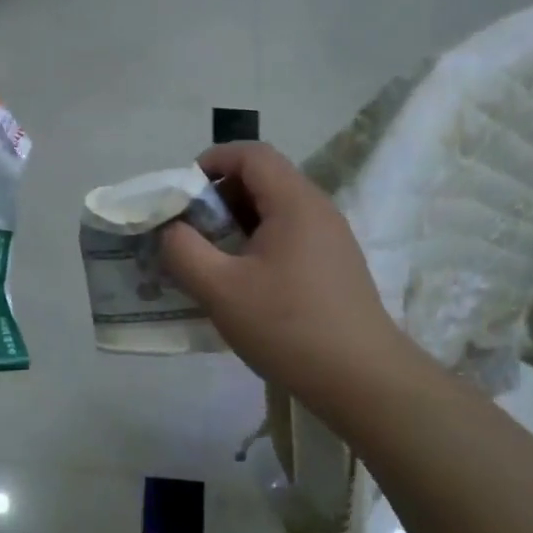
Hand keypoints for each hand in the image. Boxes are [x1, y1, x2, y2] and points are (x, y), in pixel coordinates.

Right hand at [160, 142, 407, 406]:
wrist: (361, 379)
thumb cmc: (287, 326)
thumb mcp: (220, 289)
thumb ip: (183, 250)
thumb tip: (170, 229)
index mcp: (294, 202)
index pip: (252, 154)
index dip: (212, 161)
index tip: (182, 194)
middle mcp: (318, 209)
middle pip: (264, 179)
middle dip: (220, 197)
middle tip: (191, 232)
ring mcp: (332, 238)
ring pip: (276, 211)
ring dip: (237, 224)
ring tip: (211, 260)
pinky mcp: (335, 266)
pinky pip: (290, 237)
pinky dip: (259, 245)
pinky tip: (244, 285)